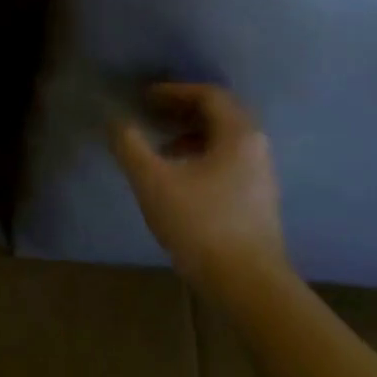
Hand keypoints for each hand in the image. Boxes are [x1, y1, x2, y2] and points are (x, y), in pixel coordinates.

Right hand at [111, 83, 284, 289]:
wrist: (248, 285)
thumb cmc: (201, 225)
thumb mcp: (154, 182)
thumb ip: (130, 146)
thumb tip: (116, 121)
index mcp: (238, 134)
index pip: (208, 95)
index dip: (173, 91)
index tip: (145, 97)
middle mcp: (256, 146)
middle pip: (219, 114)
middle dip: (182, 110)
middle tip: (151, 114)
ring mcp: (261, 174)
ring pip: (224, 139)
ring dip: (191, 134)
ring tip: (160, 147)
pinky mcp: (258, 199)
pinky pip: (228, 160)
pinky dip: (201, 155)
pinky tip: (180, 178)